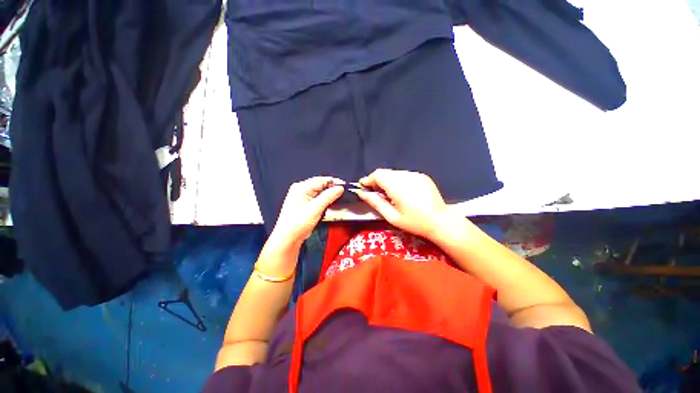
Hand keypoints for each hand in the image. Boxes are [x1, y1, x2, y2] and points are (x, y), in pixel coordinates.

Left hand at [268, 177, 344, 248]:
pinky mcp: (306, 205)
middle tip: (343, 193)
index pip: (321, 180)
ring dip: (329, 195)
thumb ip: (328, 196)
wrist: (289, 238)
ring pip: (320, 192)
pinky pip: (318, 199)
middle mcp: (301, 190)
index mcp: (301, 187)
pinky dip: (325, 201)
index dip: (333, 182)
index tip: (344, 186)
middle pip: (321, 185)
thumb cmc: (297, 223)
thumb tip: (339, 188)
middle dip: (332, 189)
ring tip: (339, 198)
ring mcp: (303, 197)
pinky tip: (331, 203)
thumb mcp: (315, 208)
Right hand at [353, 169, 450, 239]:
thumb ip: (375, 202)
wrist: (441, 221)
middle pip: (385, 172)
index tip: (364, 187)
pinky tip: (403, 193)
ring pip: (394, 173)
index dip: (369, 179)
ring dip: (388, 181)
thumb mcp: (392, 217)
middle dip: (377, 181)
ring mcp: (416, 174)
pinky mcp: (422, 176)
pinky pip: (404, 175)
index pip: (378, 174)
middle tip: (376, 194)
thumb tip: (361, 193)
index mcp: (398, 187)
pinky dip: (398, 181)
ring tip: (390, 194)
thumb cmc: (415, 223)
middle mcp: (407, 176)